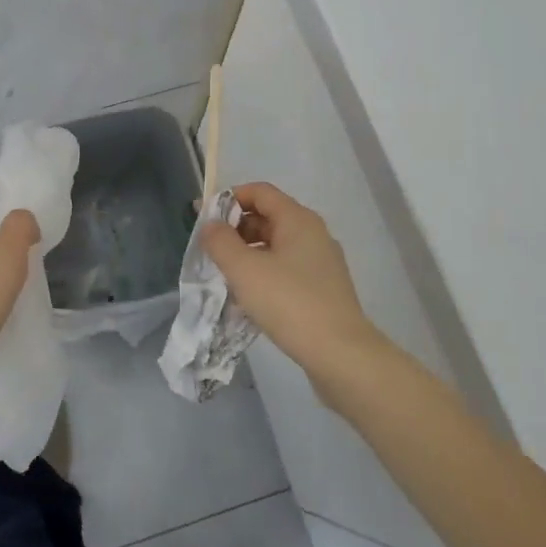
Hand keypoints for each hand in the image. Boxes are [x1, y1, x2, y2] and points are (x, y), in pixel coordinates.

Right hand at [200, 182, 381, 377]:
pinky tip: (250, 298)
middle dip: (236, 229)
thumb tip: (210, 224)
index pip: (259, 191)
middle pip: (268, 217)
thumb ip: (221, 241)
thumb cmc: (289, 303)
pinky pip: (287, 268)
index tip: (205, 219)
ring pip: (277, 245)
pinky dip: (265, 273)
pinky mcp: (323, 288)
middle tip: (211, 251)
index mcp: (298, 219)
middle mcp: (313, 233)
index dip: (229, 199)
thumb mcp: (244, 270)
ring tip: (226, 276)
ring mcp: (321, 262)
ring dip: (249, 254)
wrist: (340, 354)